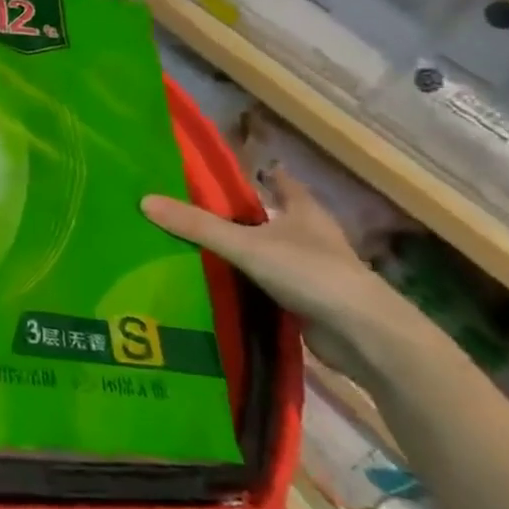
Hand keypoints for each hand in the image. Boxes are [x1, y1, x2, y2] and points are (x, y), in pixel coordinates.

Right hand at [141, 167, 425, 378]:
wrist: (364, 336)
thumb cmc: (310, 273)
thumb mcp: (246, 244)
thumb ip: (197, 226)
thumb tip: (144, 201)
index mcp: (304, 211)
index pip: (281, 181)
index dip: (260, 174)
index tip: (229, 172)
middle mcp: (311, 236)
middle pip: (273, 218)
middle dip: (242, 216)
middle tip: (197, 212)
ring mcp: (312, 272)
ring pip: (270, 254)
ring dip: (244, 254)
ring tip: (198, 250)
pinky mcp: (309, 304)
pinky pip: (269, 287)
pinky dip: (249, 286)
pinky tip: (220, 288)